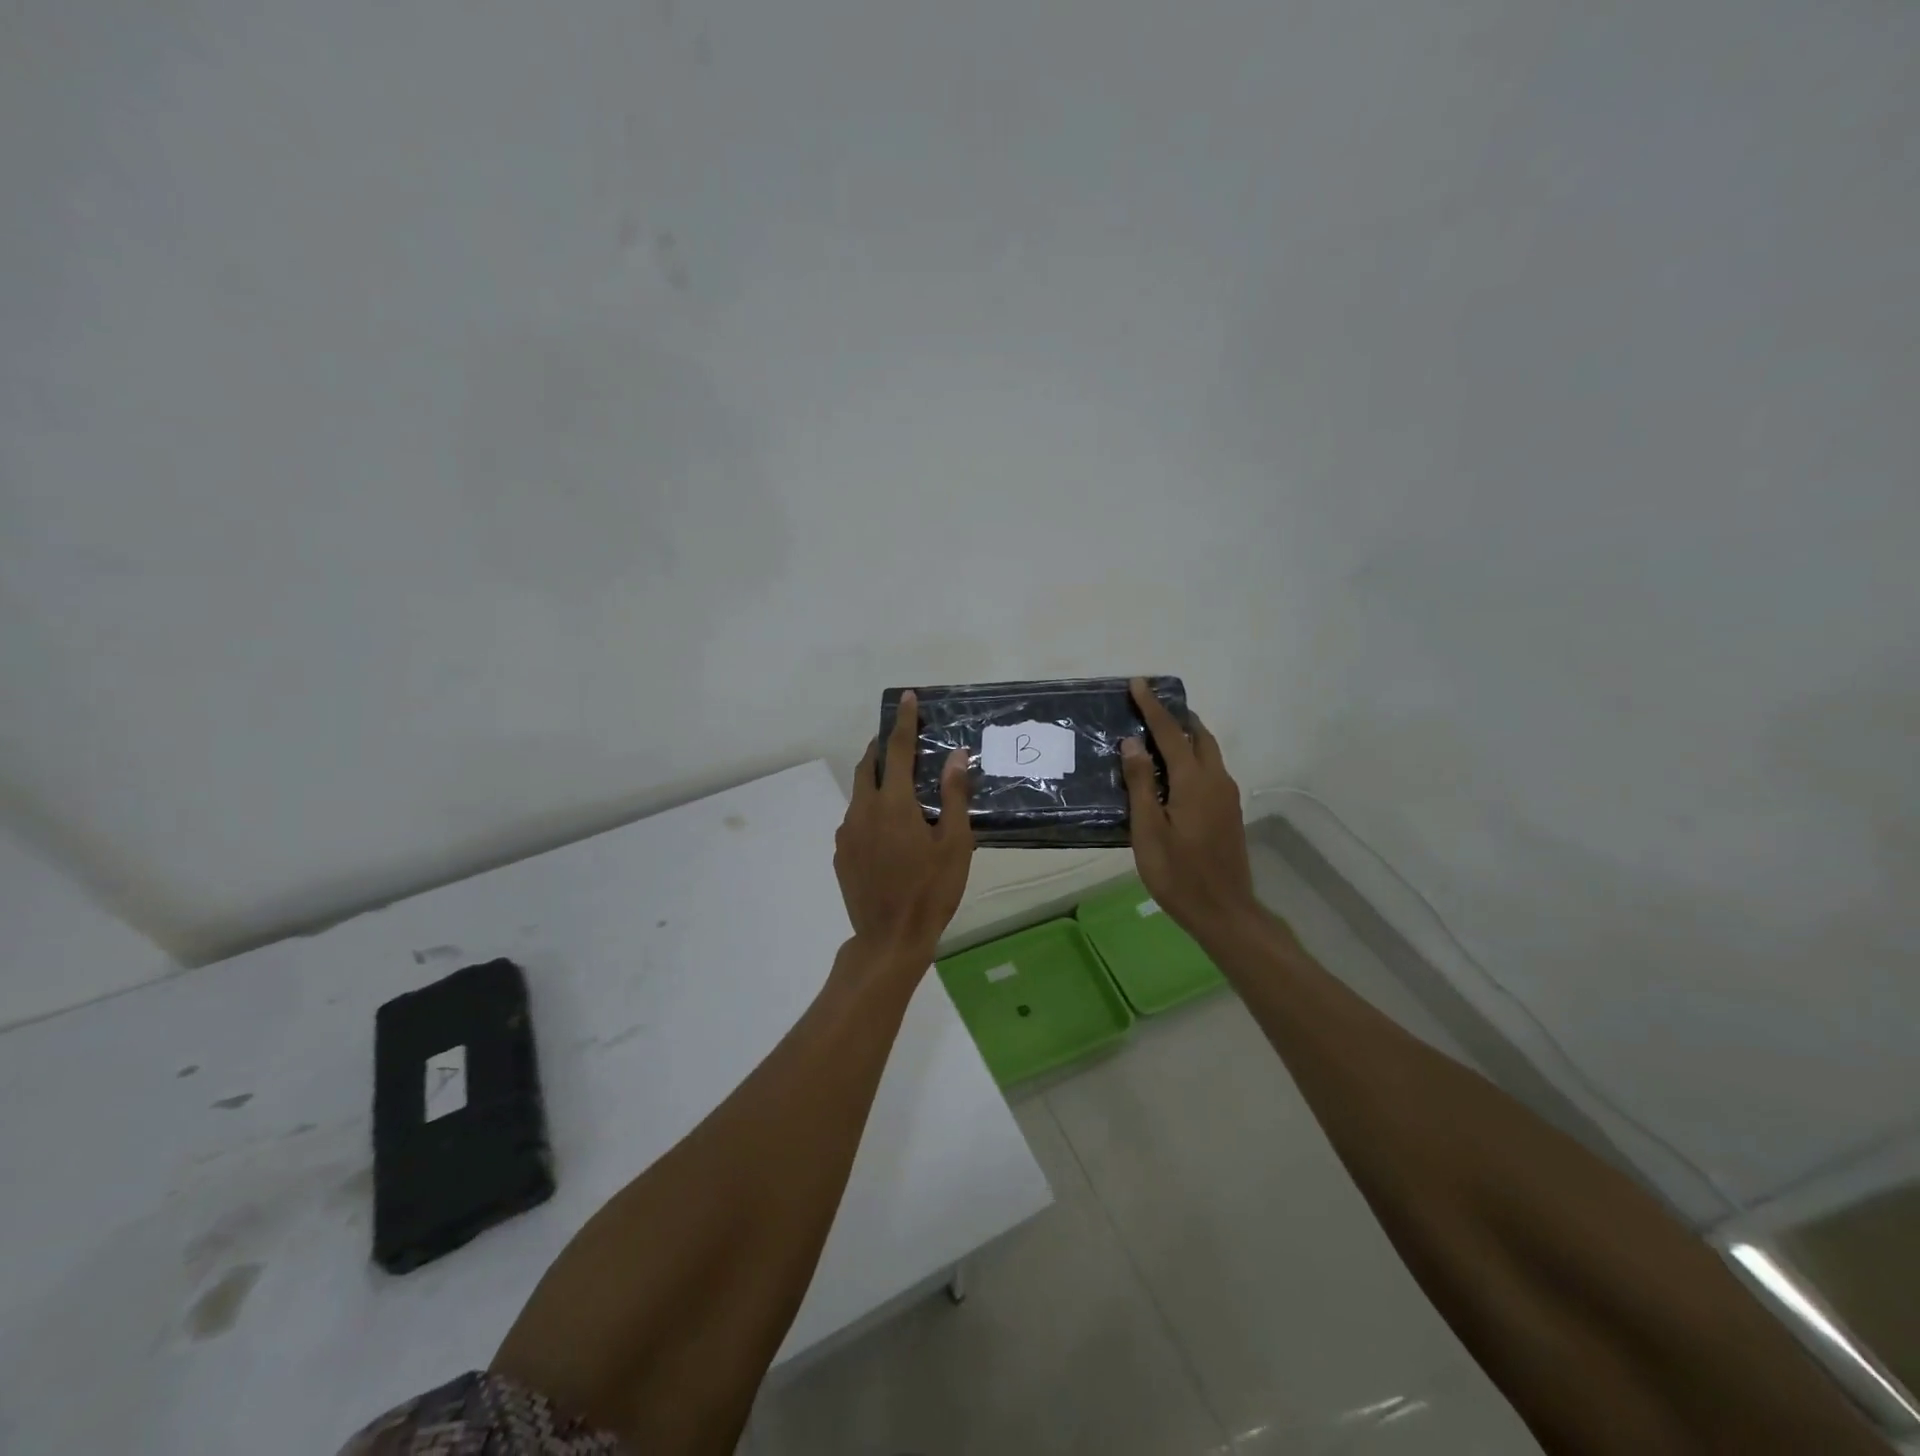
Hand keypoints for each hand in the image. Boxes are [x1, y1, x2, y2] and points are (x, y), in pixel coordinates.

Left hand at [835, 690, 974, 968]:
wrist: (889, 939)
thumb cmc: (931, 891)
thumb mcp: (955, 844)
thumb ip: (954, 796)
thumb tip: (956, 756)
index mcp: (893, 804)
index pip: (897, 749)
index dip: (903, 721)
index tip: (906, 698)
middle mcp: (863, 810)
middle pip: (867, 766)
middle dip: (881, 747)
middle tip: (899, 742)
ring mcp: (847, 833)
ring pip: (858, 793)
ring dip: (875, 780)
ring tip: (898, 789)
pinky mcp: (840, 853)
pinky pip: (854, 819)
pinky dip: (869, 810)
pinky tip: (887, 831)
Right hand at [1120, 678, 1258, 941]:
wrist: (1224, 911)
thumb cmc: (1178, 873)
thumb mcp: (1148, 830)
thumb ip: (1140, 783)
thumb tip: (1132, 742)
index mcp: (1194, 781)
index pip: (1170, 732)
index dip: (1153, 707)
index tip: (1138, 683)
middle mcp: (1216, 780)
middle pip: (1198, 736)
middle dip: (1176, 716)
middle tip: (1149, 706)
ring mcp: (1227, 796)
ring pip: (1208, 752)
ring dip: (1186, 736)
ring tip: (1158, 734)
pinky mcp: (1229, 811)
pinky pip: (1210, 770)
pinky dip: (1192, 757)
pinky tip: (1173, 772)